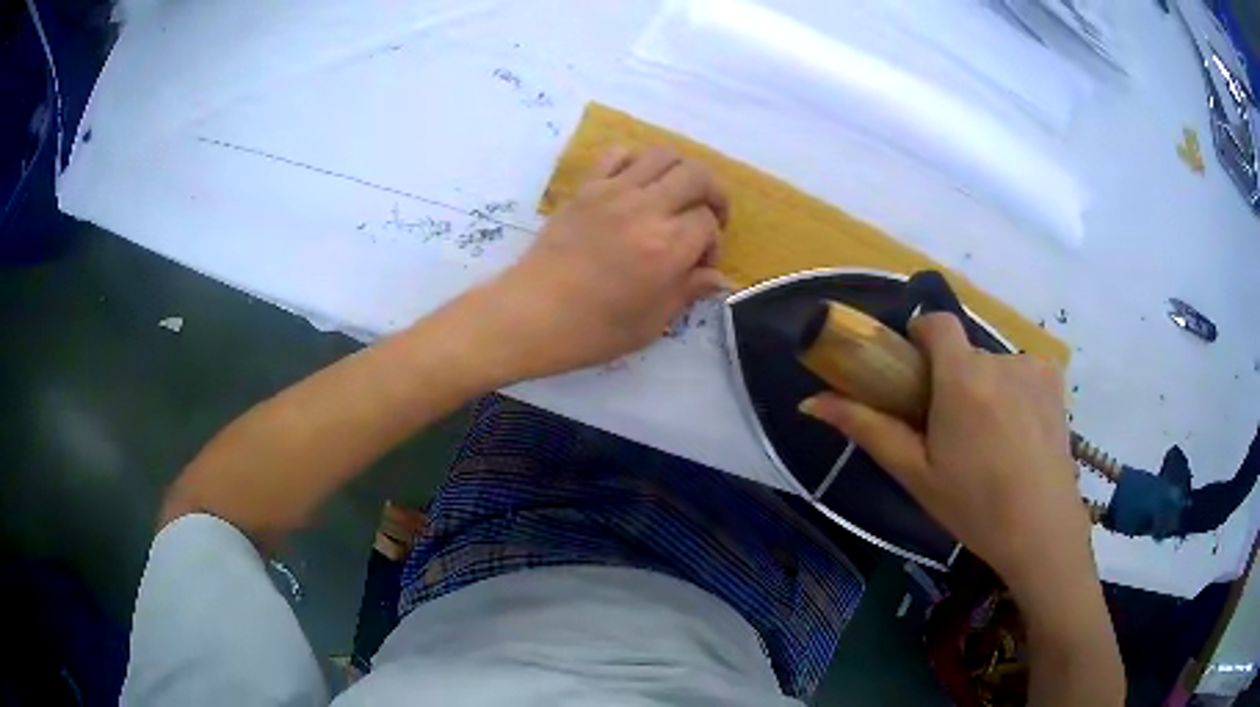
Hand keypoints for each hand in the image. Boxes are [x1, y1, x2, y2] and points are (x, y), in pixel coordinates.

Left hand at [485, 147, 729, 378]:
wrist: (530, 314)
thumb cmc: (591, 330)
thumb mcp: (650, 323)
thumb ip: (688, 292)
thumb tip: (717, 277)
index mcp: (666, 247)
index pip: (708, 223)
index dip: (712, 242)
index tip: (699, 264)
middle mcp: (646, 209)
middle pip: (697, 175)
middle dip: (714, 193)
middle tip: (708, 216)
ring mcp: (613, 192)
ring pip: (663, 155)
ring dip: (681, 172)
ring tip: (677, 196)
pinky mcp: (586, 188)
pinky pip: (618, 155)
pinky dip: (636, 162)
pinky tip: (635, 185)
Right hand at [800, 313, 1092, 592]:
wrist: (1041, 530)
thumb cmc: (973, 506)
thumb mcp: (914, 473)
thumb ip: (867, 428)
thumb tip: (811, 402)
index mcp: (962, 376)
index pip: (936, 322)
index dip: (921, 338)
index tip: (915, 375)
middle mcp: (1000, 359)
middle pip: (965, 353)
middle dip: (953, 381)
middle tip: (951, 434)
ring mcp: (1034, 368)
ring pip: (995, 367)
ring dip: (985, 391)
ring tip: (990, 444)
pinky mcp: (1056, 383)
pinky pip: (1023, 374)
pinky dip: (1015, 394)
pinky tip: (1020, 437)